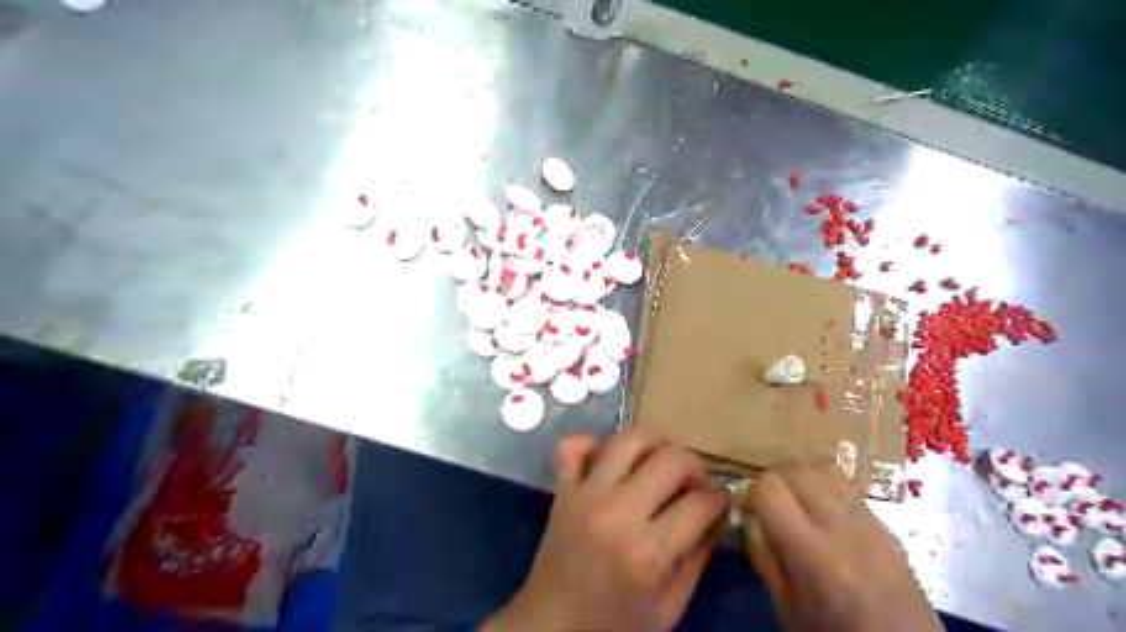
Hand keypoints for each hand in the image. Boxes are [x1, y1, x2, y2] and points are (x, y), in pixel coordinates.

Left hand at [481, 429, 731, 630]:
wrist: (550, 629)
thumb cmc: (616, 627)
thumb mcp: (669, 607)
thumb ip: (697, 557)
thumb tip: (717, 515)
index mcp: (648, 552)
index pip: (699, 503)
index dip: (720, 498)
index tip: (721, 501)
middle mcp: (617, 512)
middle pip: (670, 459)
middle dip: (693, 467)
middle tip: (693, 484)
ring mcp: (585, 495)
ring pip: (627, 439)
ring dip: (652, 445)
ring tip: (658, 465)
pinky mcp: (562, 490)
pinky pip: (572, 445)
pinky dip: (592, 444)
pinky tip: (609, 463)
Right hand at [745, 459, 943, 631]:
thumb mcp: (787, 609)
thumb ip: (765, 560)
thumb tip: (750, 520)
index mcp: (813, 554)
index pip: (770, 487)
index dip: (755, 494)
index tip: (753, 510)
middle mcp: (842, 526)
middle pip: (796, 468)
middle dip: (775, 479)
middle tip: (771, 504)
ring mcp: (869, 521)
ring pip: (823, 467)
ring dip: (802, 477)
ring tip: (797, 502)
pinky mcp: (886, 524)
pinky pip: (847, 486)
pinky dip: (826, 488)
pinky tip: (824, 515)